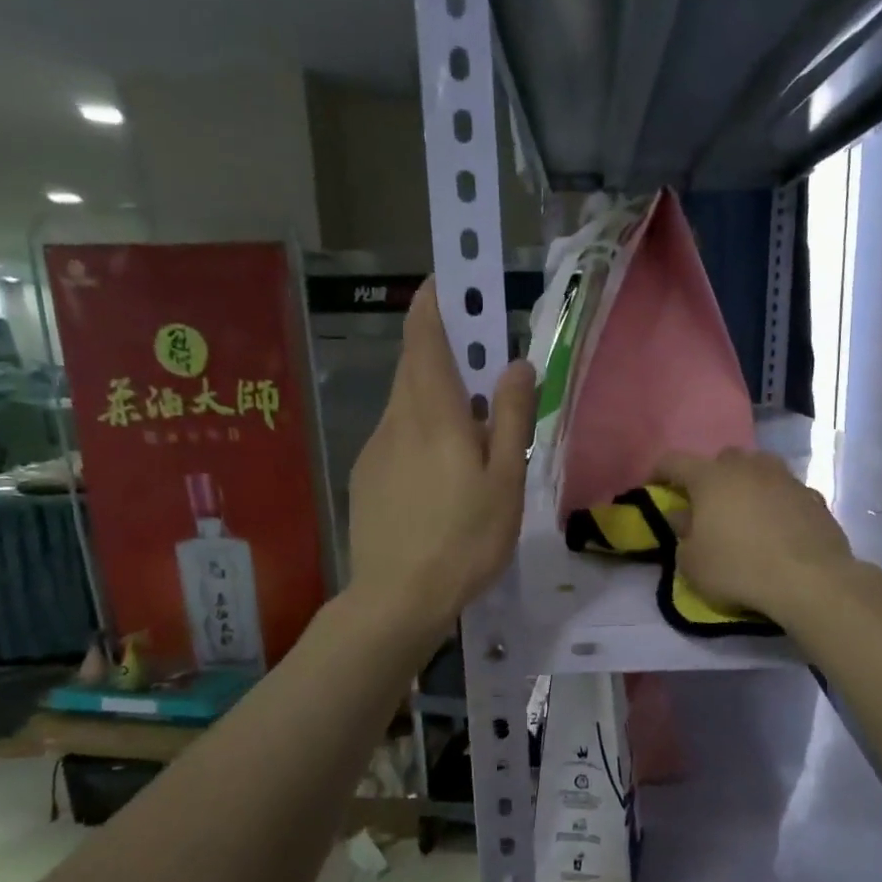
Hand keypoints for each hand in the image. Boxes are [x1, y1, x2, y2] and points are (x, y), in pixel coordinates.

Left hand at [347, 281, 534, 638]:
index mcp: (432, 413)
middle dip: (440, 347)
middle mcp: (396, 419)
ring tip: (468, 428)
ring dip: (433, 394)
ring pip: (405, 403)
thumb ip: (511, 418)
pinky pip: (395, 436)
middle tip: (479, 360)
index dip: (435, 303)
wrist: (397, 598)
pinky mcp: (366, 477)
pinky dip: (419, 430)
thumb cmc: (465, 539)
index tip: (450, 283)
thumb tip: (516, 363)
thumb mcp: (505, 480)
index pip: (424, 337)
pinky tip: (440, 473)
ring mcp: (375, 448)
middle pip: (413, 365)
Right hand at [654, 448, 857, 624]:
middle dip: (711, 476)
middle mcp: (748, 467)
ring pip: (759, 469)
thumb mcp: (693, 565)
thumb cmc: (739, 569)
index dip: (660, 471)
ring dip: (748, 484)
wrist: (810, 580)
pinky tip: (777, 527)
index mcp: (711, 478)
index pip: (674, 461)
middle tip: (707, 503)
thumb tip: (684, 518)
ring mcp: (785, 478)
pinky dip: (776, 503)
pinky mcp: (813, 497)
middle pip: (722, 459)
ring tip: (744, 512)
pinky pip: (786, 492)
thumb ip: (682, 537)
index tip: (654, 485)